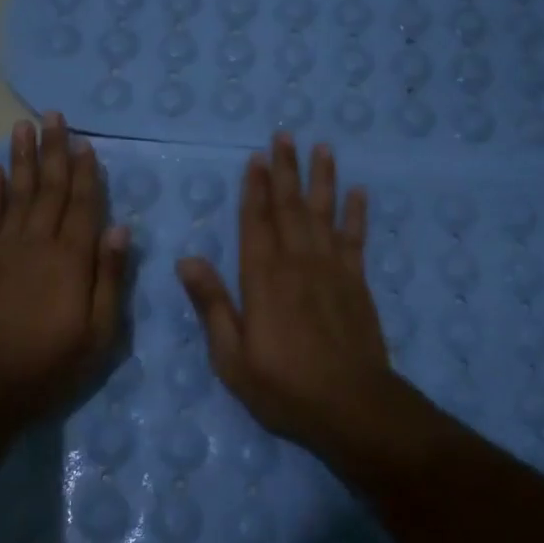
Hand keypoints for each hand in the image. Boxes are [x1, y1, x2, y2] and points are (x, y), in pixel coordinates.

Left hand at [0, 114, 127, 425]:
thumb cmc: (51, 362)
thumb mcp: (99, 331)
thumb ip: (109, 277)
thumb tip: (121, 228)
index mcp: (72, 258)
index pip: (83, 204)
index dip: (86, 172)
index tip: (85, 143)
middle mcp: (39, 242)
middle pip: (50, 188)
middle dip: (54, 150)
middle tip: (53, 116)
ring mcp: (5, 247)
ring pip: (17, 192)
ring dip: (22, 158)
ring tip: (23, 126)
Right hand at [176, 133, 395, 455]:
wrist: (352, 407)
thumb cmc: (284, 387)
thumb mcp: (232, 357)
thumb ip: (211, 305)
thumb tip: (186, 259)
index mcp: (263, 279)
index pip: (255, 222)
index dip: (254, 189)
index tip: (256, 158)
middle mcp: (298, 264)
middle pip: (290, 207)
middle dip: (286, 170)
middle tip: (284, 136)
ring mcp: (332, 270)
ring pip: (324, 213)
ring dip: (322, 179)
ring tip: (321, 148)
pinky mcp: (357, 283)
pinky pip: (355, 239)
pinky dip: (356, 214)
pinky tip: (357, 192)